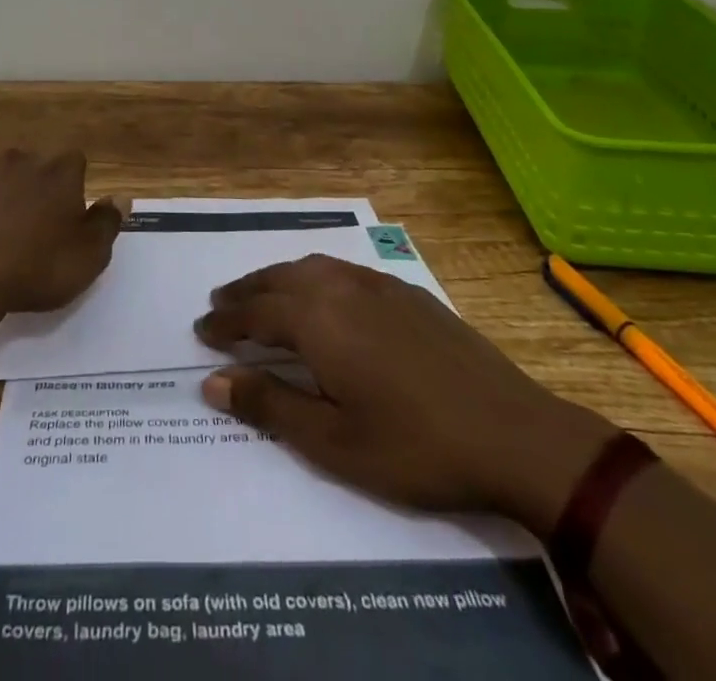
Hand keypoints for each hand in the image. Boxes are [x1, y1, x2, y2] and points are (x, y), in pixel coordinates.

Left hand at [0, 148, 121, 319]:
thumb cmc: (34, 268)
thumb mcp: (88, 256)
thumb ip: (107, 223)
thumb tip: (121, 197)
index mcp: (58, 171)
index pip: (74, 161)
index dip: (73, 187)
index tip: (68, 217)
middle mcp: (18, 160)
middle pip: (33, 164)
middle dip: (35, 187)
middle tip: (33, 228)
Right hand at [195, 255, 616, 534]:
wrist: (514, 434)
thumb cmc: (415, 446)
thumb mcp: (333, 441)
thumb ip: (270, 405)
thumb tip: (212, 381)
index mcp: (317, 321)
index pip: (255, 313)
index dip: (225, 322)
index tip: (201, 330)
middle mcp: (339, 288)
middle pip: (278, 280)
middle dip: (245, 292)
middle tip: (219, 303)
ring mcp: (376, 284)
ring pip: (310, 267)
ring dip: (277, 278)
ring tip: (261, 294)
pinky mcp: (406, 291)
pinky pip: (342, 270)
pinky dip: (314, 276)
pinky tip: (322, 294)